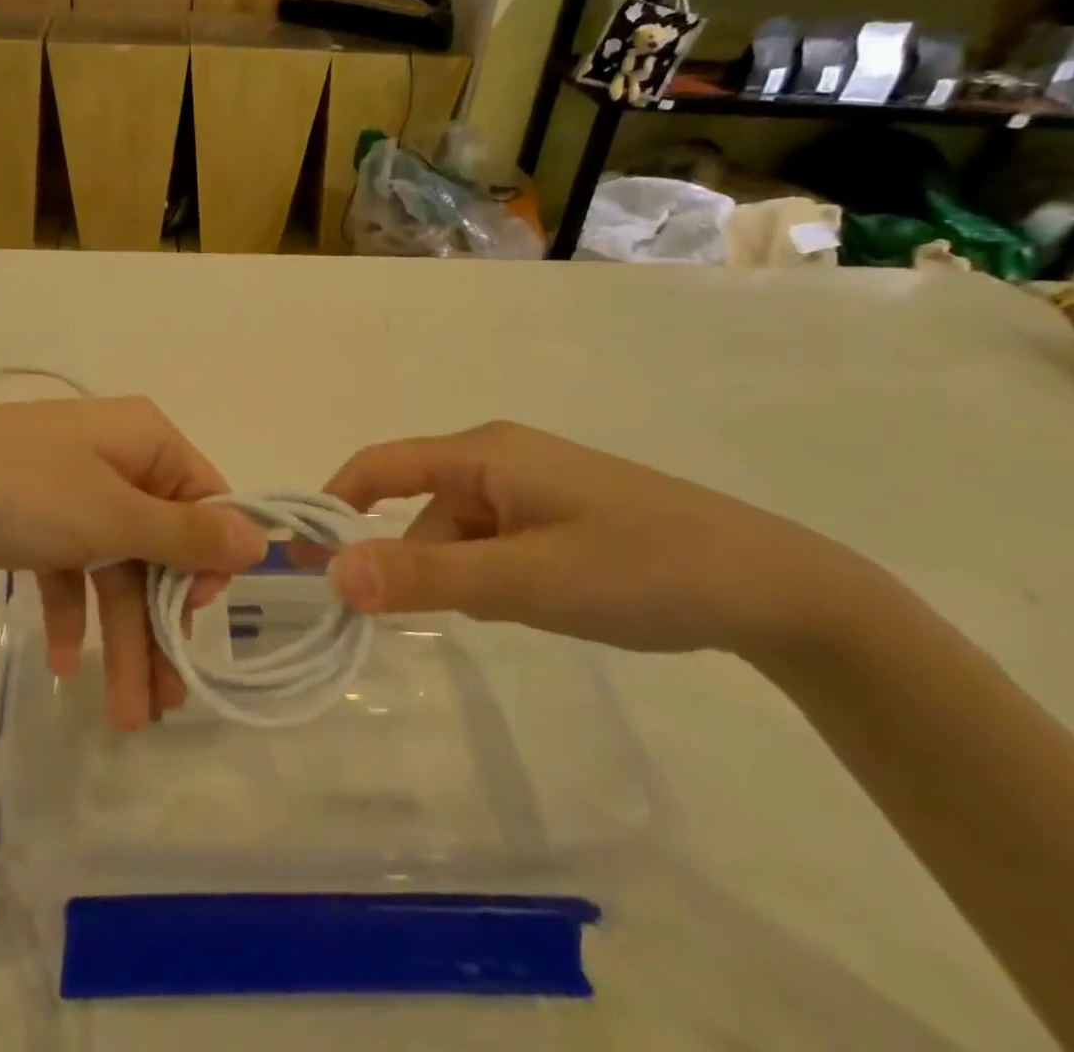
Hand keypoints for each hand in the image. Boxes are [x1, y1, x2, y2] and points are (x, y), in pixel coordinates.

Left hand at [0, 398, 267, 727]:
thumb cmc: (20, 493)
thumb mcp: (111, 516)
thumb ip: (187, 534)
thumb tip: (260, 539)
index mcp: (144, 441)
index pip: (205, 500)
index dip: (208, 564)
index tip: (196, 620)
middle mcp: (115, 458)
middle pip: (156, 546)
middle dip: (158, 624)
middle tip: (166, 700)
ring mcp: (72, 488)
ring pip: (113, 566)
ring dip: (119, 635)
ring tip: (125, 715)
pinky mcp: (34, 517)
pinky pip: (69, 566)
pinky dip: (70, 612)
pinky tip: (61, 663)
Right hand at [319, 422, 873, 658]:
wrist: (774, 588)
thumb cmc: (639, 569)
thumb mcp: (524, 581)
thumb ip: (425, 576)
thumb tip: (332, 575)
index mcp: (482, 453)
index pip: (378, 466)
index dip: (332, 506)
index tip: (299, 560)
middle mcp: (498, 458)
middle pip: (418, 505)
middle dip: (407, 559)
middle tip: (411, 620)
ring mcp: (531, 486)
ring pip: (457, 531)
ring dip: (457, 574)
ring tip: (507, 615)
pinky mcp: (556, 514)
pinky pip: (493, 542)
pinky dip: (489, 576)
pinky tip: (531, 606)